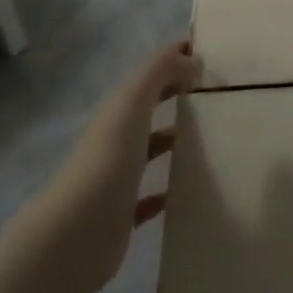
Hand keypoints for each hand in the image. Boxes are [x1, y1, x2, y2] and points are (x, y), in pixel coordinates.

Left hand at [44, 41, 199, 292]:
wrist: (75, 236)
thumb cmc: (108, 159)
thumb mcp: (132, 102)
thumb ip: (160, 71)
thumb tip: (191, 57)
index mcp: (117, 112)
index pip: (148, 78)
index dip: (173, 62)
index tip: (208, 57)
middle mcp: (114, 140)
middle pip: (147, 112)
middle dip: (175, 98)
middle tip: (216, 94)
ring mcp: (117, 179)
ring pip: (149, 152)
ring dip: (173, 142)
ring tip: (212, 137)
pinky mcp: (122, 216)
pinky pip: (149, 198)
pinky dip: (167, 190)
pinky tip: (188, 189)